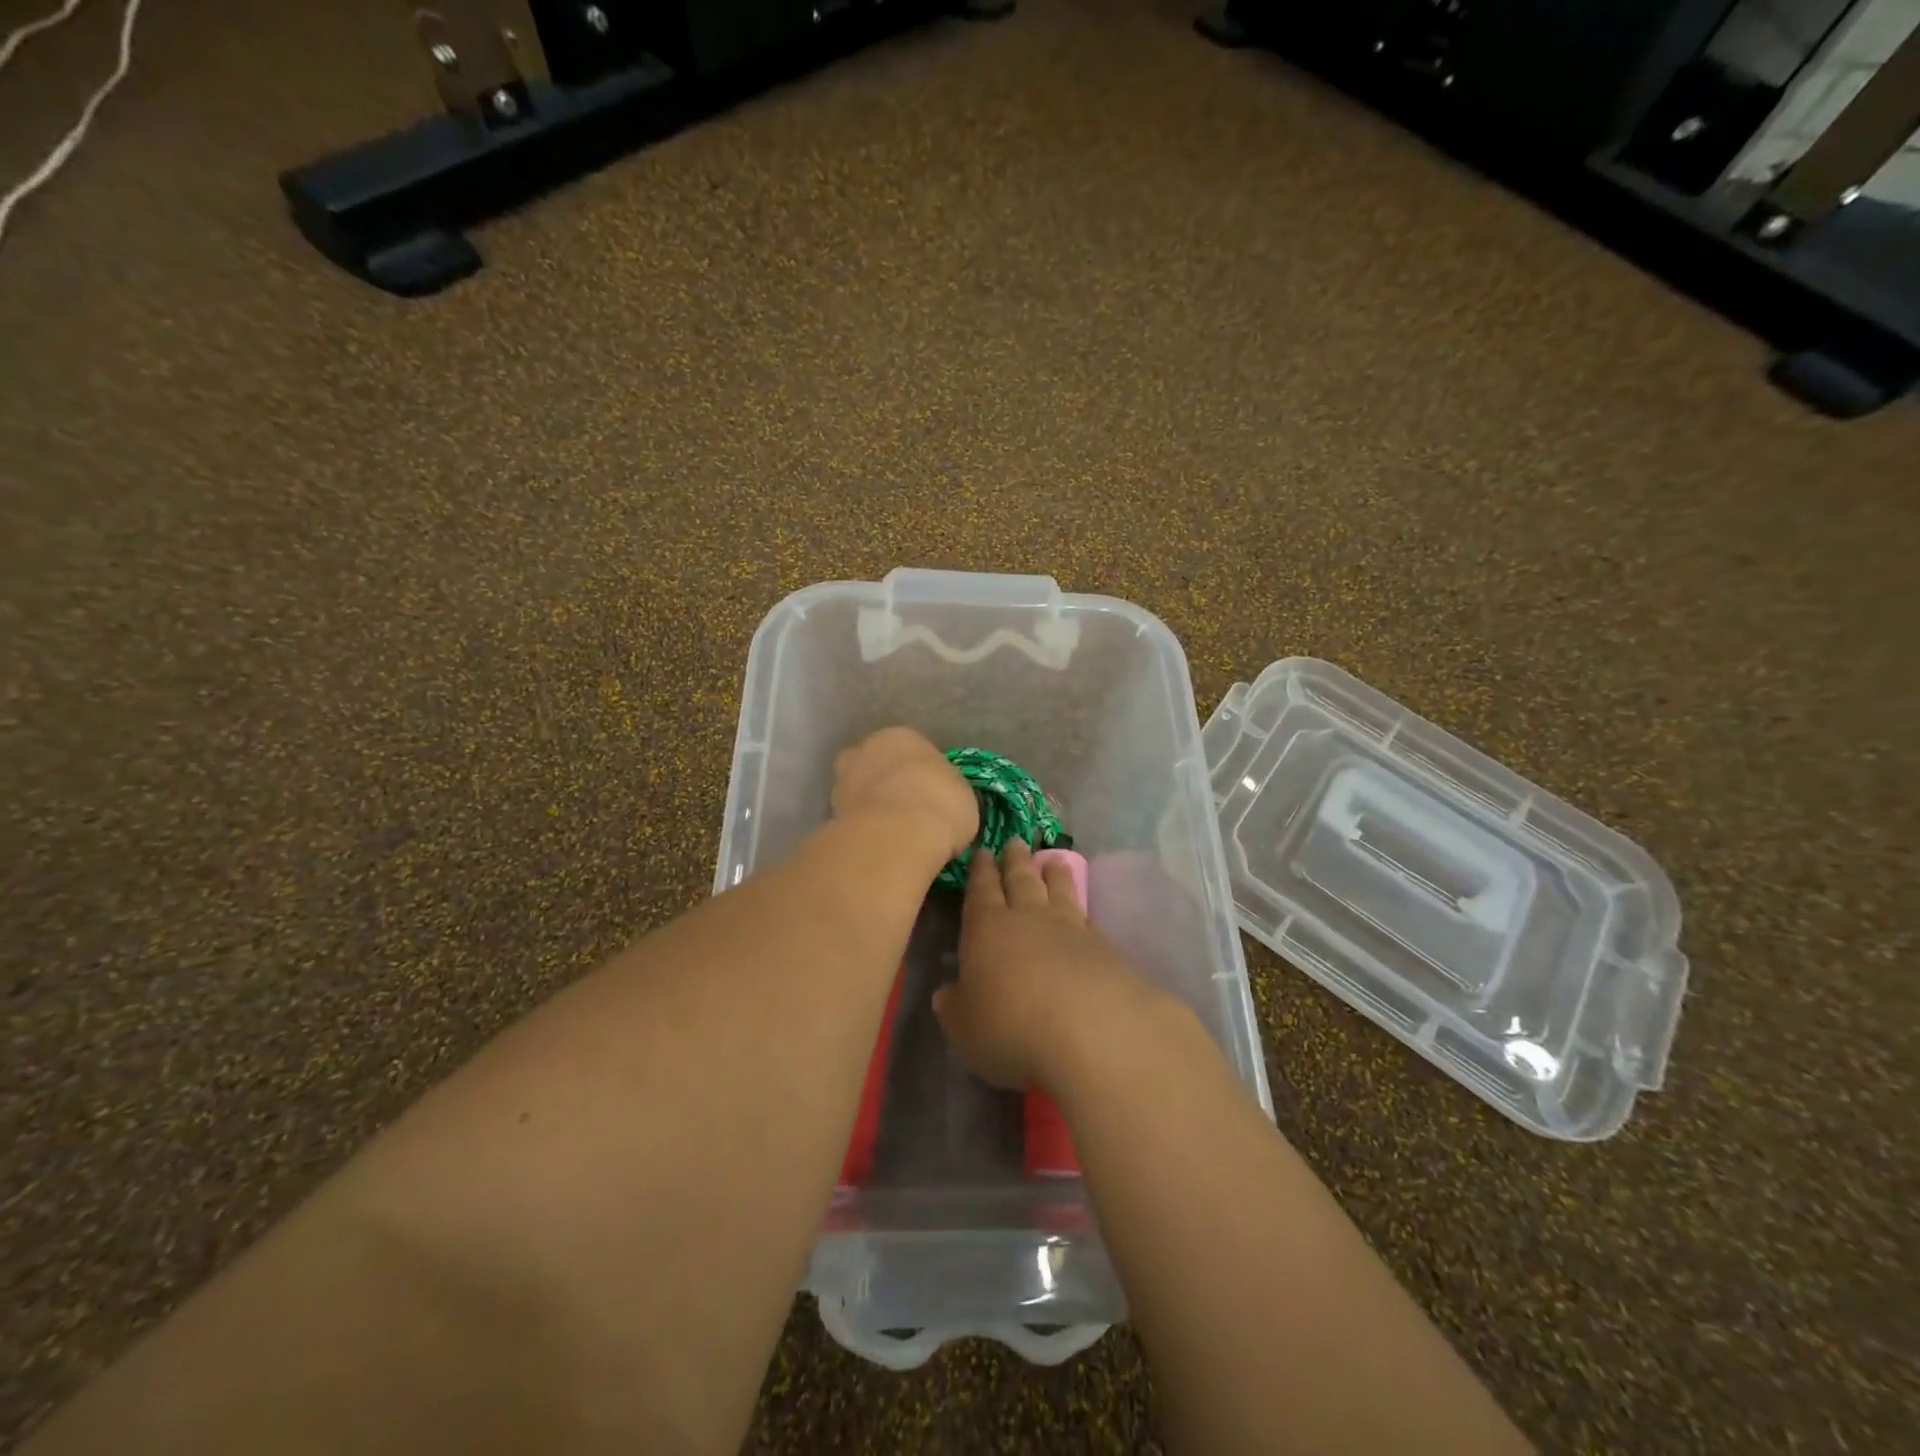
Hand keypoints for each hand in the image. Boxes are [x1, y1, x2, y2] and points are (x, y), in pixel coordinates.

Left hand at [830, 727, 977, 860]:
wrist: (897, 836)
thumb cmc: (940, 804)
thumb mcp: (964, 798)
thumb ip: (949, 794)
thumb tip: (946, 806)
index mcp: (901, 736)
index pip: (912, 749)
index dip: (923, 773)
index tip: (932, 795)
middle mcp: (866, 750)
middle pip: (877, 764)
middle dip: (888, 782)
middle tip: (908, 810)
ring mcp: (842, 781)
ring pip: (859, 790)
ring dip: (870, 805)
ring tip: (892, 833)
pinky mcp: (830, 813)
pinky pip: (851, 818)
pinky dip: (861, 828)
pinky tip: (878, 845)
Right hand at [933, 840, 1164, 1090]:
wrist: (1091, 1030)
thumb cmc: (1011, 1027)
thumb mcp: (964, 1027)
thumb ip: (954, 1007)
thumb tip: (946, 994)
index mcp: (987, 928)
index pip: (981, 890)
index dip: (980, 871)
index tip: (982, 851)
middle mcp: (1028, 917)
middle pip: (1021, 879)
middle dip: (1015, 860)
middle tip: (1014, 841)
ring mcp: (1070, 927)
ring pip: (1058, 889)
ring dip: (1053, 873)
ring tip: (1053, 859)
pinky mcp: (1103, 946)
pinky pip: (1087, 915)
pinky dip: (1081, 906)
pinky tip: (1082, 909)